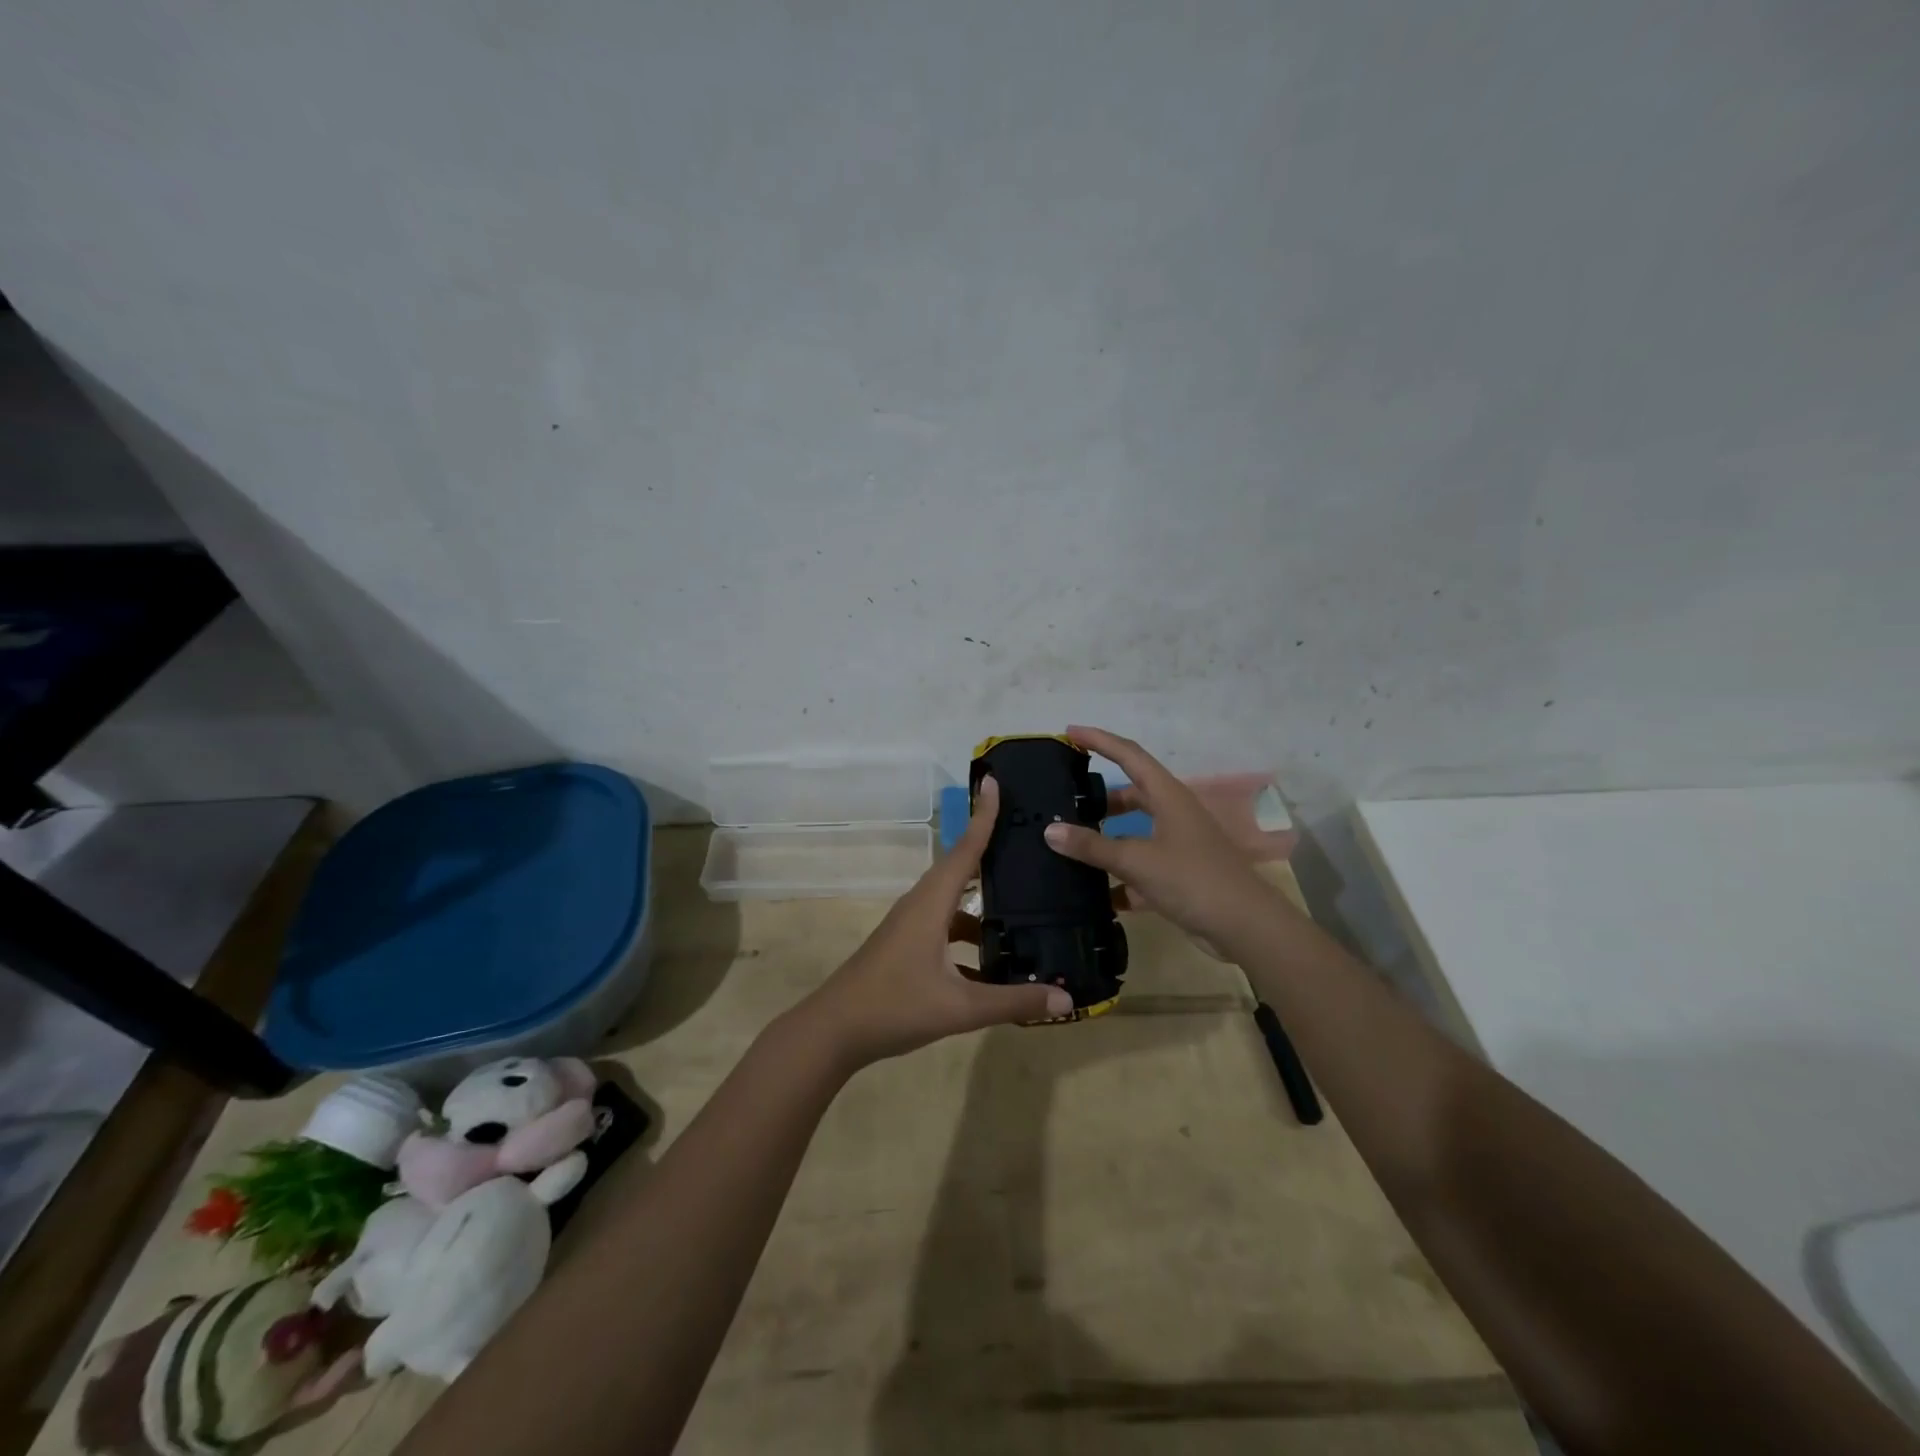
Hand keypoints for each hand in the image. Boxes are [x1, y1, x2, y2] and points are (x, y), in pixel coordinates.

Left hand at [794, 777, 1072, 1068]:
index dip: (983, 816)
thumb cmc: (894, 1007)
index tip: (995, 781)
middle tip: (1026, 835)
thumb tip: (1066, 1000)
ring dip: (983, 898)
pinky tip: (995, 959)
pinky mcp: (906, 946)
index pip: (965, 849)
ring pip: (954, 900)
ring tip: (1024, 900)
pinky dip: (970, 932)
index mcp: (931, 903)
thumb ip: (1013, 1001)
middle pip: (961, 867)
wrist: (834, 1031)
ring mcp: (910, 926)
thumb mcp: (959, 1008)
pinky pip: (946, 926)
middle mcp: (920, 904)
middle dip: (990, 847)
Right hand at [1042, 725, 1285, 949]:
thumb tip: (1050, 830)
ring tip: (1071, 840)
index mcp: (1168, 796)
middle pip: (1131, 792)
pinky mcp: (1177, 873)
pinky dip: (1117, 872)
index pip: (1129, 755)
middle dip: (1099, 794)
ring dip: (1105, 834)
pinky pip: (1139, 864)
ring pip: (1133, 829)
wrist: (1245, 926)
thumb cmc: (1193, 880)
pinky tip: (1092, 890)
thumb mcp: (1137, 860)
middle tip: (1065, 796)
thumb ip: (1093, 847)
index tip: (1070, 732)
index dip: (1100, 740)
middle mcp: (1173, 813)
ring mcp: (1177, 844)